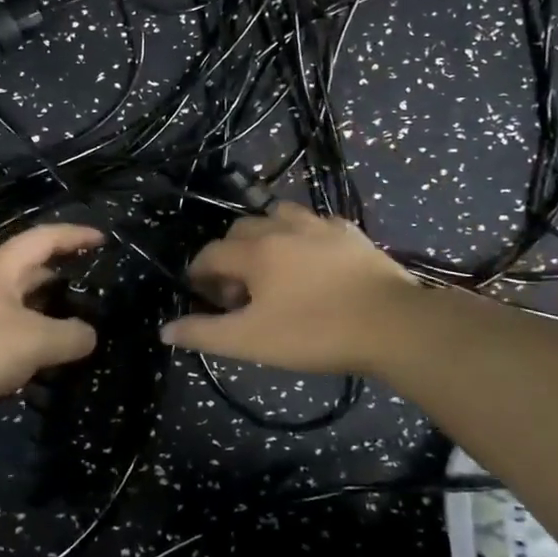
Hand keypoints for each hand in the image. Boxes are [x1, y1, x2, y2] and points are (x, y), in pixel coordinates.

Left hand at [0, 223, 103, 440]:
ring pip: (12, 301)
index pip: (45, 238)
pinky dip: (21, 336)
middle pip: (27, 268)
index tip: (103, 239)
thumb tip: (89, 334)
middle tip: (91, 287)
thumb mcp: (33, 341)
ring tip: (69, 325)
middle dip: (60, 273)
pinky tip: (33, 360)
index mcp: (1, 267)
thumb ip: (69, 336)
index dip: (75, 235)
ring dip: (40, 309)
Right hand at [159, 204, 419, 373]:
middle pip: (240, 230)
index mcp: (255, 250)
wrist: (392, 324)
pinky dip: (302, 236)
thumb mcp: (252, 341)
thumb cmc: (315, 332)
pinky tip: (313, 259)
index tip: (203, 297)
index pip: (210, 254)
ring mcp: (319, 225)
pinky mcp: (350, 232)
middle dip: (230, 256)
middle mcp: (282, 226)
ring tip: (274, 268)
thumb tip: (165, 329)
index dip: (199, 275)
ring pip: (277, 216)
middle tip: (240, 293)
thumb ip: (205, 333)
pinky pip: (315, 223)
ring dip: (265, 236)